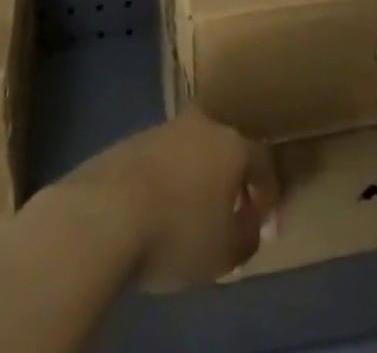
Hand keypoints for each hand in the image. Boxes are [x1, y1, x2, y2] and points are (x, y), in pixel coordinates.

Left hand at [60, 110, 278, 292]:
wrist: (108, 210)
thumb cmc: (179, 231)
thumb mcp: (226, 252)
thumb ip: (248, 234)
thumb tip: (252, 221)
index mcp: (232, 145)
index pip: (262, 162)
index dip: (268, 193)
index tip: (266, 222)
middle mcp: (202, 125)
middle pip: (225, 148)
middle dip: (230, 178)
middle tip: (229, 210)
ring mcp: (165, 127)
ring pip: (191, 150)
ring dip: (196, 176)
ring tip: (190, 212)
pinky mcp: (133, 139)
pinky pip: (162, 158)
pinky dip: (168, 178)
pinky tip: (158, 207)